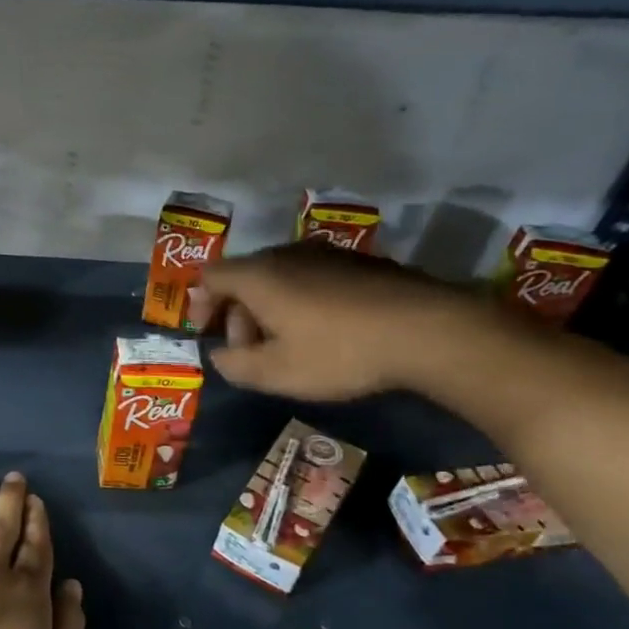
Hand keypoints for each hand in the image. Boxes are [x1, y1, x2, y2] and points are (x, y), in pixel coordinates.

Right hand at [187, 244, 488, 399]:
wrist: (428, 330)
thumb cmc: (339, 352)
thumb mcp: (276, 373)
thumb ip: (235, 366)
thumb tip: (220, 356)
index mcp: (259, 276)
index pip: (210, 276)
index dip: (200, 304)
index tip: (207, 333)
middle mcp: (287, 254)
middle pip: (245, 277)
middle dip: (238, 314)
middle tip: (250, 351)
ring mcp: (327, 254)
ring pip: (280, 277)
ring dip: (271, 309)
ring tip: (288, 345)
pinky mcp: (360, 263)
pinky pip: (312, 278)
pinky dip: (302, 302)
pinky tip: (325, 333)